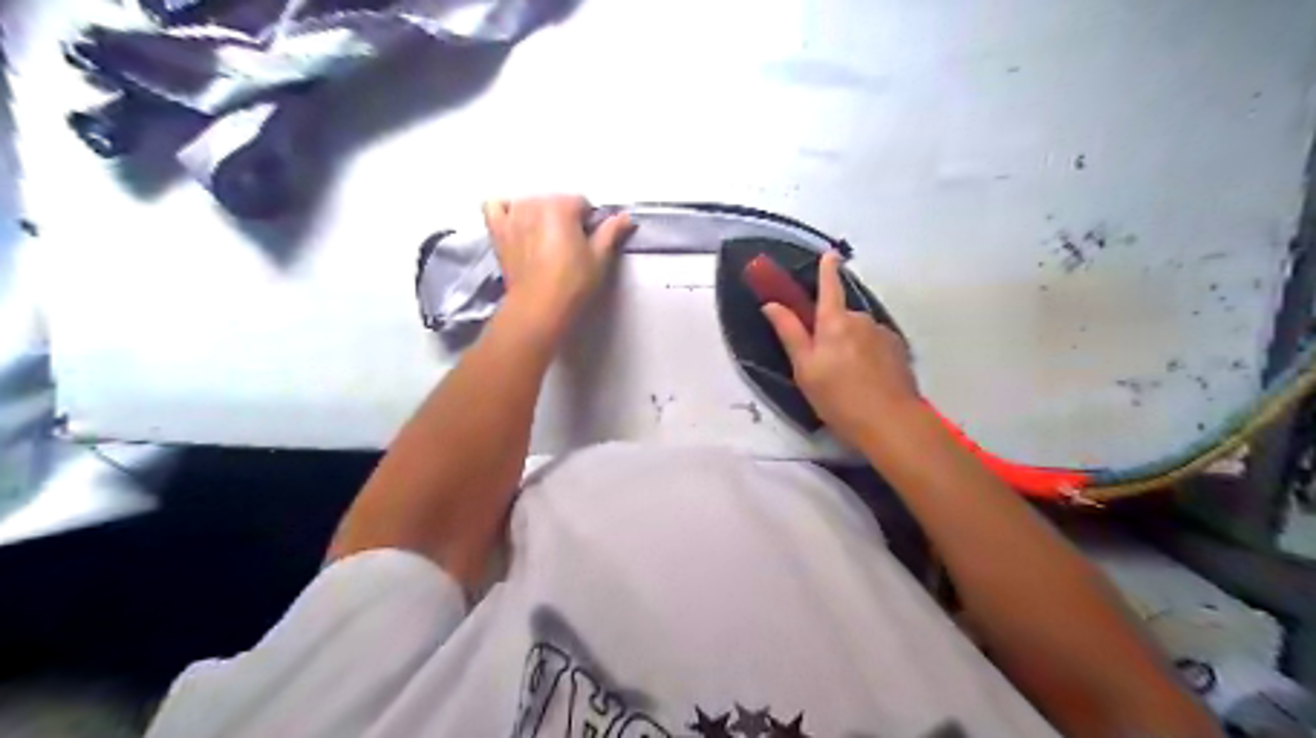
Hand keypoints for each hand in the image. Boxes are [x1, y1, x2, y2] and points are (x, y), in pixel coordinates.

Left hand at [481, 197, 638, 333]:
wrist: (539, 308)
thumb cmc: (573, 283)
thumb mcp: (600, 258)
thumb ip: (611, 232)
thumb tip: (625, 217)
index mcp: (561, 206)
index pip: (581, 203)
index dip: (588, 223)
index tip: (588, 243)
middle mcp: (534, 203)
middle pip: (555, 202)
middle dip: (564, 219)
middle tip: (568, 247)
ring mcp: (512, 216)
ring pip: (529, 203)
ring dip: (538, 216)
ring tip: (545, 242)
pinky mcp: (497, 231)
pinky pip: (494, 206)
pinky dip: (505, 210)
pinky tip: (516, 224)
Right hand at [763, 251, 918, 447]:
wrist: (890, 422)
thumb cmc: (838, 396)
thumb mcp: (804, 368)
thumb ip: (789, 333)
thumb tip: (771, 304)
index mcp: (834, 321)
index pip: (829, 286)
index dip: (827, 269)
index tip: (830, 254)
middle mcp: (861, 319)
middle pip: (842, 316)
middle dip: (833, 329)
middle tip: (824, 363)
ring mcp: (883, 334)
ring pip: (860, 332)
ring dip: (851, 345)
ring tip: (848, 378)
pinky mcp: (899, 350)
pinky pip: (876, 344)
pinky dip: (869, 355)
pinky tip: (867, 380)